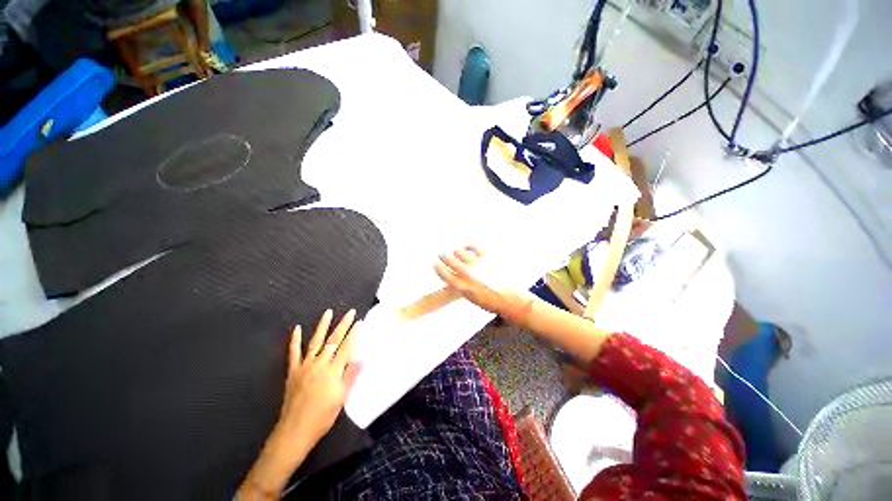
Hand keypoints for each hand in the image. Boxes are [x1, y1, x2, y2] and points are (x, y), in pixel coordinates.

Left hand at [238, 310, 360, 499]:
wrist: (295, 430)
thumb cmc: (323, 416)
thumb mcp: (342, 398)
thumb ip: (351, 376)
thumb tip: (362, 357)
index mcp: (333, 371)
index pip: (346, 347)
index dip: (354, 333)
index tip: (359, 321)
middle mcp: (320, 364)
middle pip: (334, 340)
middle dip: (343, 325)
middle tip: (350, 312)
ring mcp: (305, 366)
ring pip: (316, 341)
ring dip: (322, 326)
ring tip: (328, 312)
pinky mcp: (293, 371)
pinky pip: (294, 353)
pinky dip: (295, 340)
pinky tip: (297, 329)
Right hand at [434, 247, 534, 324]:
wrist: (510, 299)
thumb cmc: (490, 302)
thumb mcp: (471, 298)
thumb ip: (461, 286)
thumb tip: (455, 275)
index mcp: (463, 287)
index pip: (444, 274)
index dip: (438, 267)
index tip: (435, 264)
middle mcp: (468, 274)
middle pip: (450, 260)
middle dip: (444, 256)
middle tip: (442, 254)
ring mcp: (477, 264)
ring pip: (460, 252)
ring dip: (457, 252)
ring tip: (457, 252)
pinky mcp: (488, 257)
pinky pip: (474, 247)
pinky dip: (469, 246)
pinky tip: (468, 247)